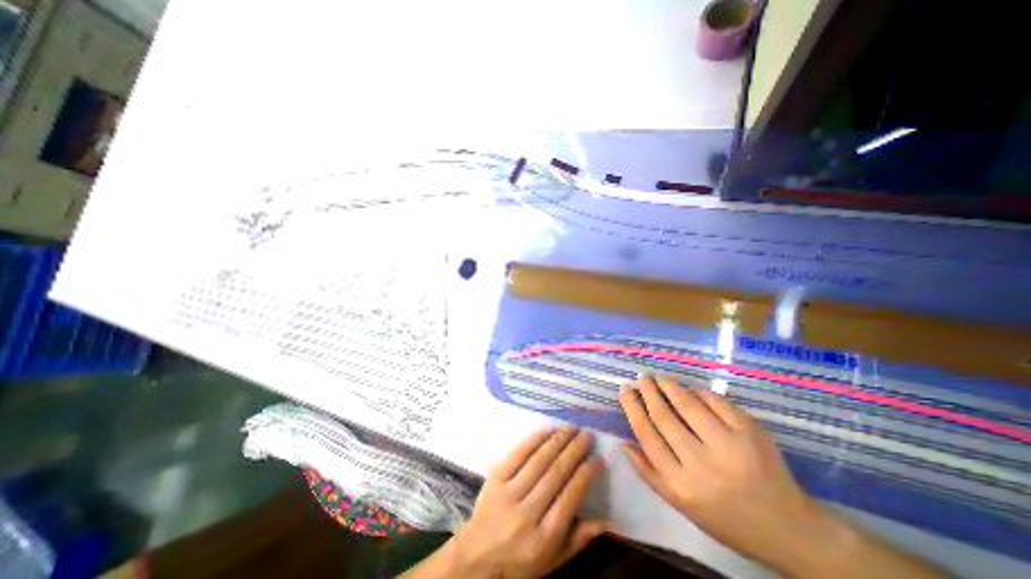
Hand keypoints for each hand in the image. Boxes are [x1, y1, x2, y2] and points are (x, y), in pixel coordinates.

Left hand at [450, 425, 604, 578]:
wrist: (477, 558)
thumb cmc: (520, 560)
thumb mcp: (552, 559)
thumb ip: (579, 538)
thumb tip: (609, 520)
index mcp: (544, 536)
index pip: (571, 497)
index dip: (586, 474)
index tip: (598, 458)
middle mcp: (528, 512)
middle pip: (556, 474)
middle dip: (575, 450)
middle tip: (588, 435)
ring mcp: (509, 493)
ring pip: (539, 460)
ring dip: (558, 440)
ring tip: (571, 428)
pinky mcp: (495, 479)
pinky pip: (518, 454)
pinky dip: (535, 439)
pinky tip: (548, 430)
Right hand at [620, 375, 827, 569]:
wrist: (789, 529)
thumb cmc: (725, 517)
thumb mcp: (680, 504)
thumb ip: (648, 473)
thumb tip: (622, 442)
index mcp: (681, 484)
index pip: (647, 434)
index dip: (632, 408)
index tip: (625, 390)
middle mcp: (702, 464)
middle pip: (664, 416)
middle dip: (648, 391)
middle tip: (640, 377)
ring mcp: (729, 446)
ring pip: (687, 404)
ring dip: (668, 386)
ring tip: (658, 377)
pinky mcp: (751, 433)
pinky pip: (716, 402)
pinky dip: (698, 390)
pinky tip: (687, 386)